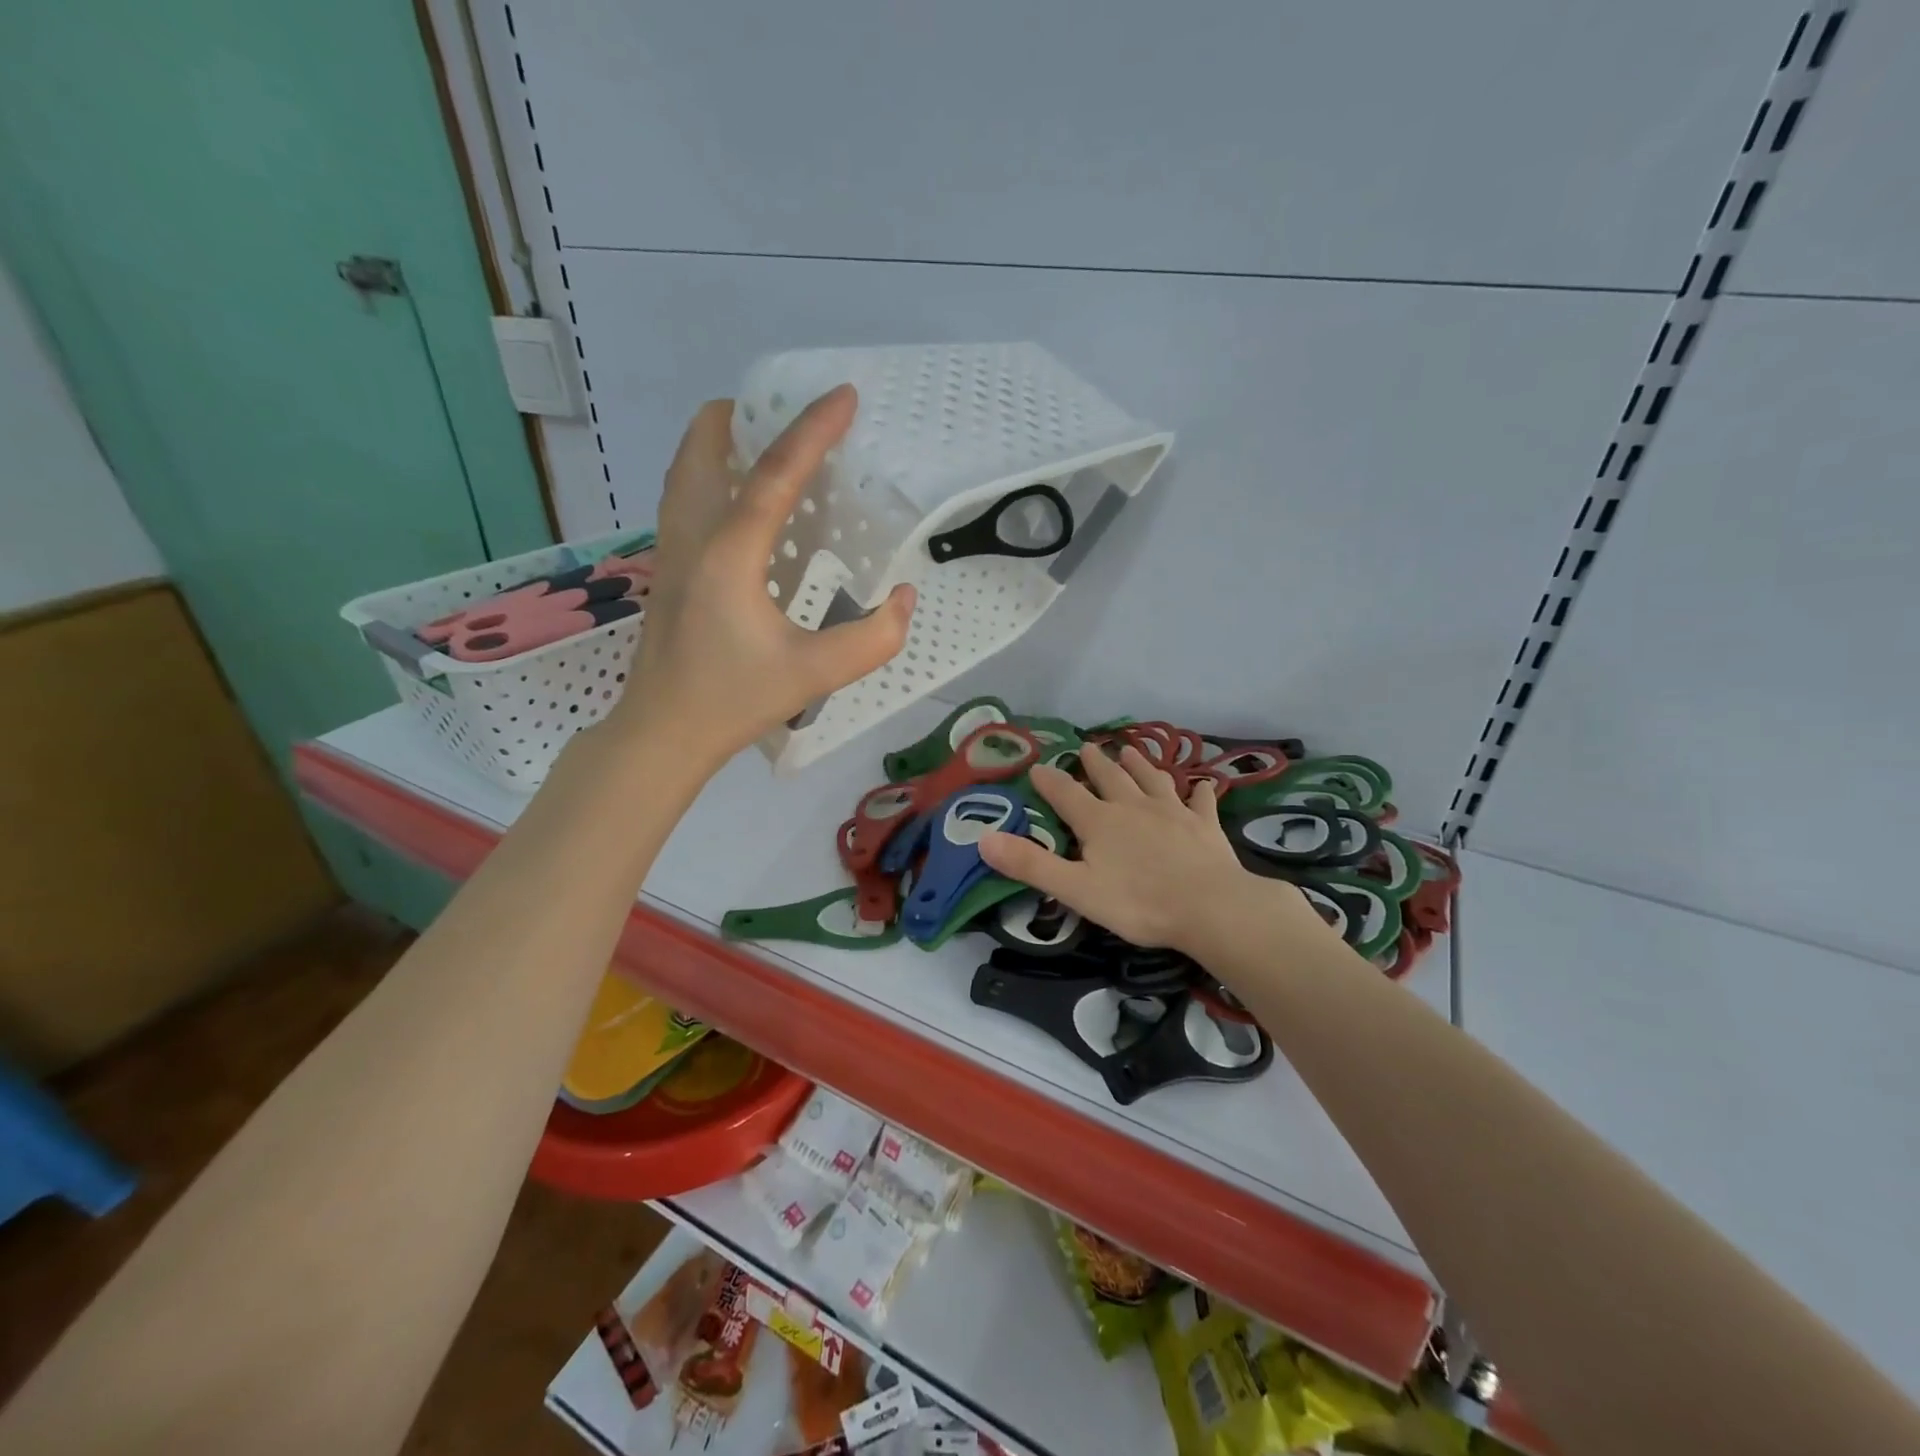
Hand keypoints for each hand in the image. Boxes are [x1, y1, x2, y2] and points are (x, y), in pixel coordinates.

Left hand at [610, 386, 914, 769]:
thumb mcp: (815, 674)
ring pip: (687, 466)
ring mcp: (671, 548)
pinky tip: (746, 504)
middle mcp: (691, 535)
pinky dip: (713, 474)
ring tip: (768, 446)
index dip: (813, 430)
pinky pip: (686, 495)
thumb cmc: (733, 700)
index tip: (844, 396)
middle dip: (746, 416)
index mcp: (728, 552)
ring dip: (724, 442)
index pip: (773, 473)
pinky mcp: (667, 566)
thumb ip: (872, 639)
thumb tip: (903, 599)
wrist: (662, 731)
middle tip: (792, 419)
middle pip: (704, 445)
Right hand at [978, 744, 1277, 953]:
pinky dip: (1198, 792)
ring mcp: (1173, 813)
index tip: (1037, 767)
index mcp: (1100, 821)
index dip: (1049, 781)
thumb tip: (983, 838)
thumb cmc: (1138, 902)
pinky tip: (1201, 785)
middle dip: (1095, 763)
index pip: (1066, 794)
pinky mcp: (1205, 826)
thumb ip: (1030, 863)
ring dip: (1140, 765)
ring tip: (1131, 751)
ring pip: (1152, 780)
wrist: (1210, 907)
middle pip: (1111, 778)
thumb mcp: (1075, 889)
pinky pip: (1200, 802)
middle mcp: (1134, 807)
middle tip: (1088, 747)